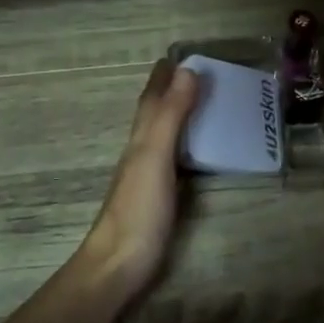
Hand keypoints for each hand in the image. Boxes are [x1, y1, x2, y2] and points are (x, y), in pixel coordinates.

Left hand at [76, 59, 200, 302]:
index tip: (178, 56)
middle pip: (155, 115)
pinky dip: (186, 148)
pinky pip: (175, 161)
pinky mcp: (159, 201)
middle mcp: (142, 153)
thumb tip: (186, 71)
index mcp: (141, 139)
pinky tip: (198, 154)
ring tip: (204, 106)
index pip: (151, 99)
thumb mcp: (155, 156)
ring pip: (164, 137)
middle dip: (172, 93)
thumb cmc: (138, 210)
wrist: (119, 266)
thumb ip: (170, 116)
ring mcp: (149, 178)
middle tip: (199, 76)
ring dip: (179, 118)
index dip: (163, 78)